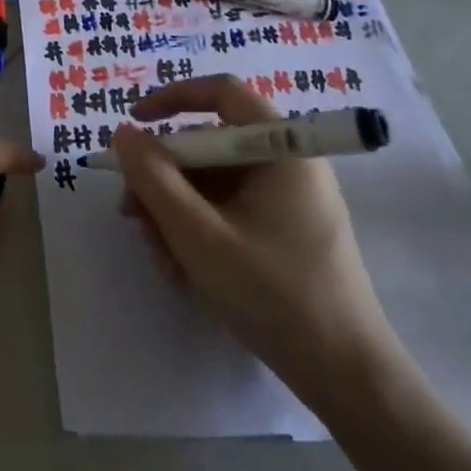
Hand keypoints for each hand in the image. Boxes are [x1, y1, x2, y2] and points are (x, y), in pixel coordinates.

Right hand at [114, 75, 403, 409]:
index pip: (221, 93)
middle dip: (163, 178)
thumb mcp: (199, 236)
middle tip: (132, 216)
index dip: (171, 99)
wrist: (346, 377)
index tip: (132, 124)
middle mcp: (288, 163)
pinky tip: (182, 269)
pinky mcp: (285, 229)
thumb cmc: (273, 295)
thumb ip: (154, 179)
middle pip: (209, 145)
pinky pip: (229, 210)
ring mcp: (288, 198)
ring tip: (160, 258)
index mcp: (282, 149)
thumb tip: (123, 134)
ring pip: (213, 183)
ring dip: (175, 212)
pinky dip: (198, 230)